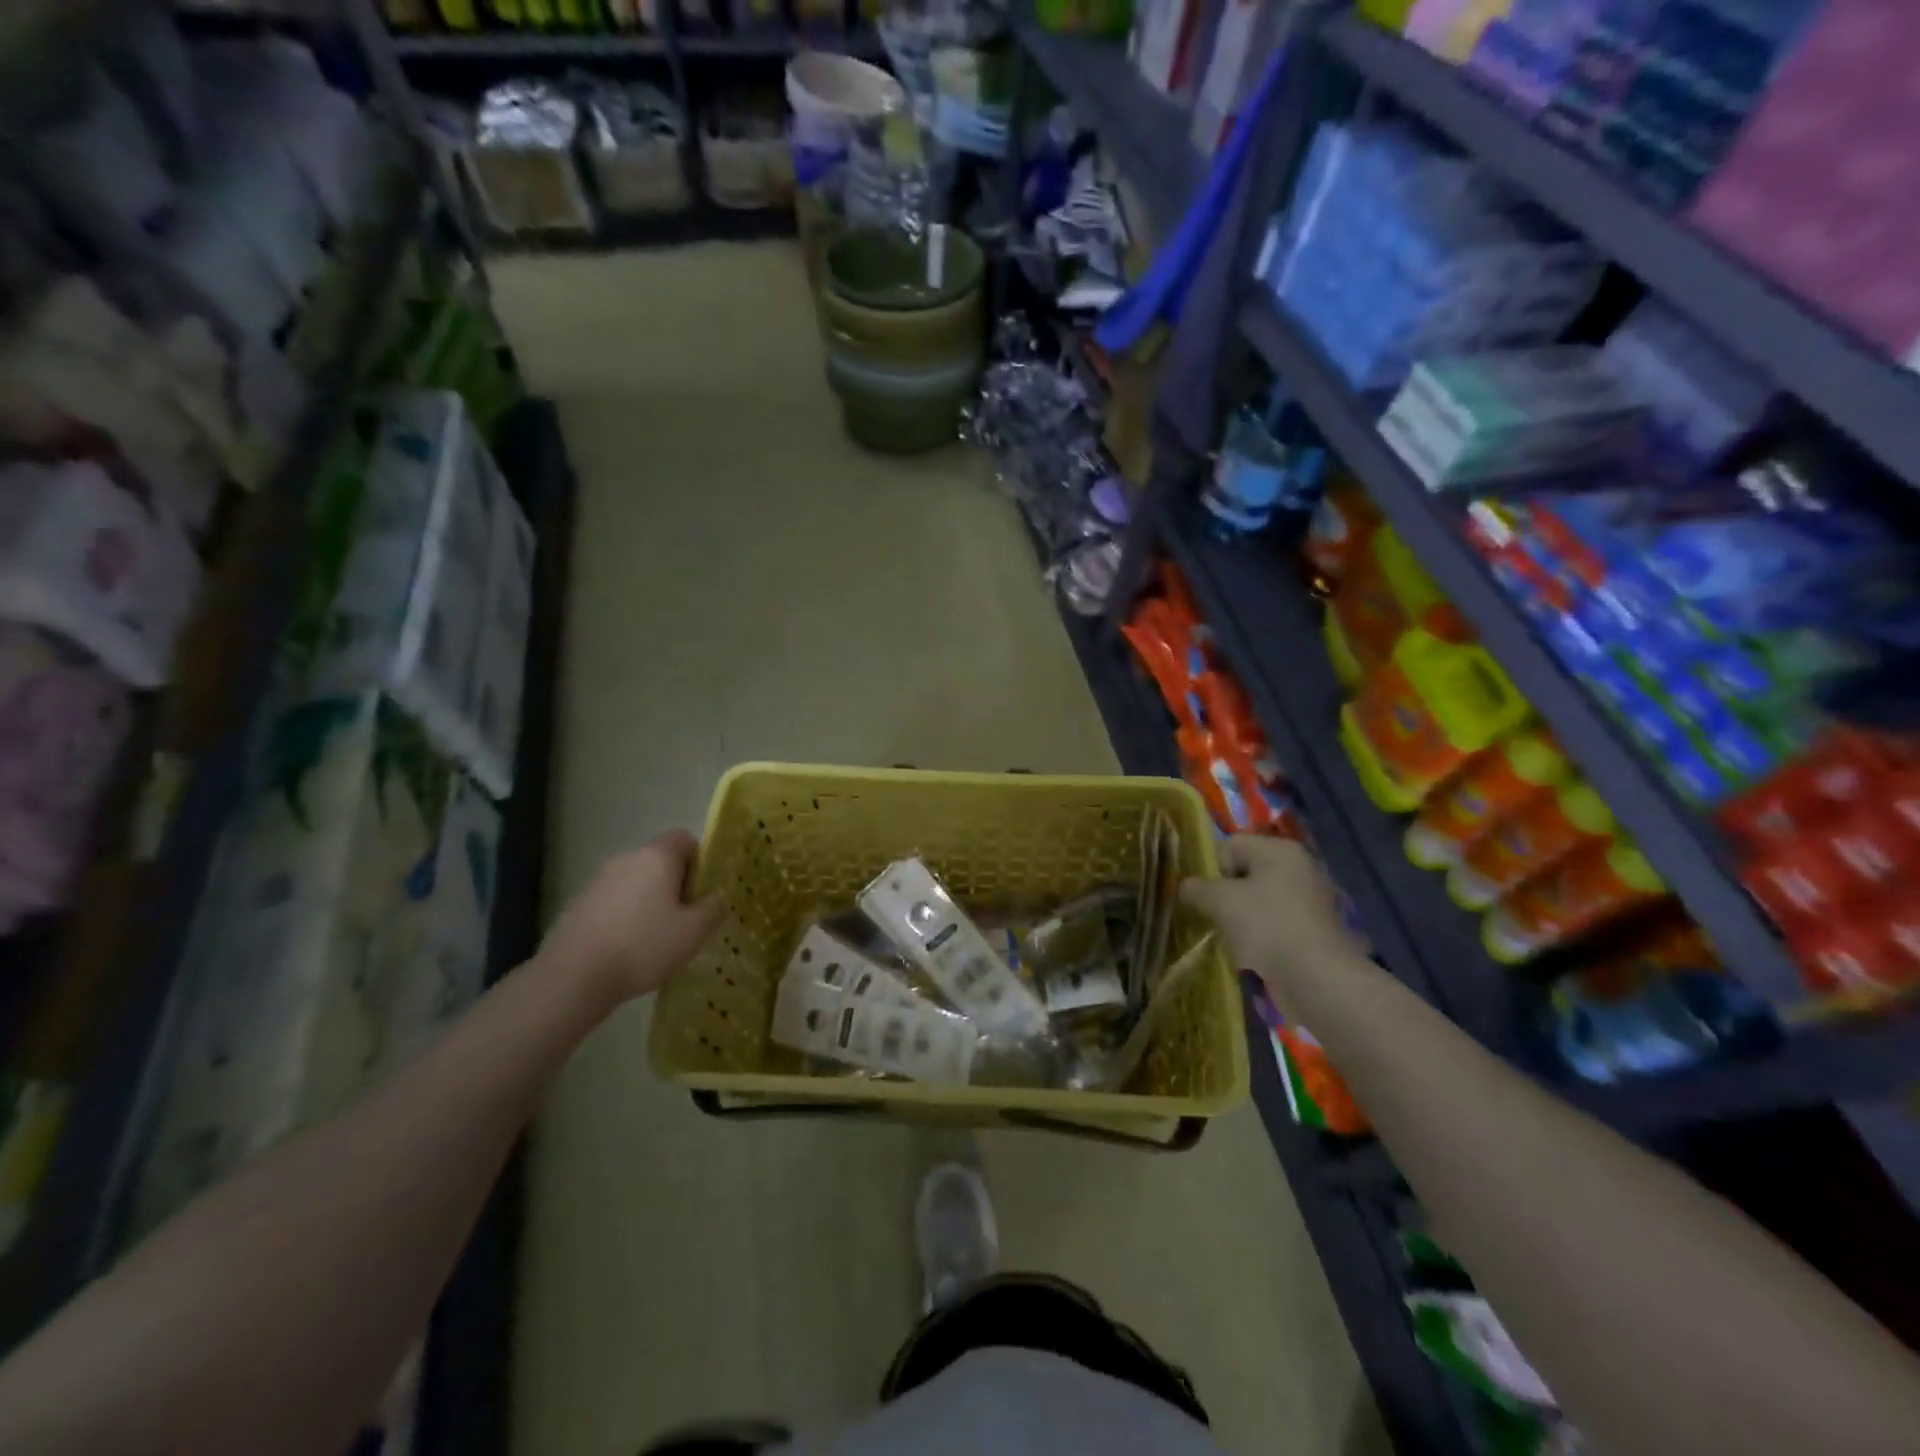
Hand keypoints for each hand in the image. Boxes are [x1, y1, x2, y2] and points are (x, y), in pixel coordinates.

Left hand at [538, 830, 723, 1006]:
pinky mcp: (577, 905)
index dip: (699, 861)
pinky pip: (613, 903)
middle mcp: (625, 859)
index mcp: (656, 857)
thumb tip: (714, 899)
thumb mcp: (694, 932)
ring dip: (648, 903)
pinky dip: (624, 918)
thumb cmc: (643, 946)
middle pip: (659, 861)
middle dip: (674, 885)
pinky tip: (625, 951)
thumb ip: (713, 909)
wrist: (573, 977)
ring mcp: (597, 881)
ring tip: (654, 940)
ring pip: (635, 883)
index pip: (684, 838)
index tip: (701, 892)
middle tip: (684, 920)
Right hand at [1179, 836, 1368, 1007]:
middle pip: (1244, 873)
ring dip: (1241, 917)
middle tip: (1215, 918)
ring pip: (1259, 900)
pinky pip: (1275, 923)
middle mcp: (1299, 867)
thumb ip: (1195, 888)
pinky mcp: (1315, 930)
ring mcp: (1311, 900)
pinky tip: (1255, 953)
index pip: (1229, 846)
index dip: (1210, 870)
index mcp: (1279, 850)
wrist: (1318, 981)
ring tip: (1234, 939)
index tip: (1205, 898)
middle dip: (1225, 895)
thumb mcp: (1219, 902)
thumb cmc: (1267, 928)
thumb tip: (1185, 886)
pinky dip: (1261, 935)